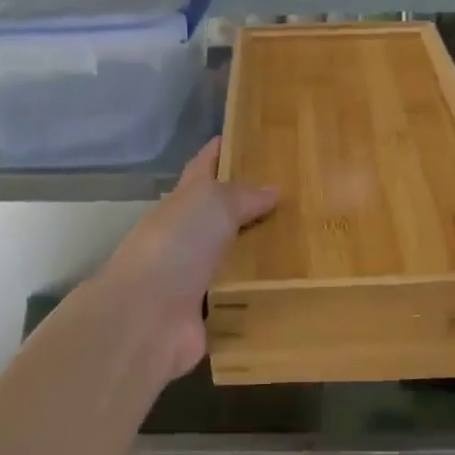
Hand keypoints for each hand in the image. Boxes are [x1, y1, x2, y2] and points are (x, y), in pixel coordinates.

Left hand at [94, 139, 277, 381]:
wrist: (147, 317)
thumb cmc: (177, 245)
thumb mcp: (213, 205)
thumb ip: (243, 196)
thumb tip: (273, 188)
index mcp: (184, 201)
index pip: (204, 166)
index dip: (221, 150)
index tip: (247, 136)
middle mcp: (188, 235)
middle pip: (222, 213)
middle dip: (252, 204)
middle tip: (298, 195)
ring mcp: (197, 274)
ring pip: (235, 255)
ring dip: (261, 250)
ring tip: (306, 240)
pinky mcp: (210, 310)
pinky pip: (243, 295)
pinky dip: (262, 292)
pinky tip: (294, 286)